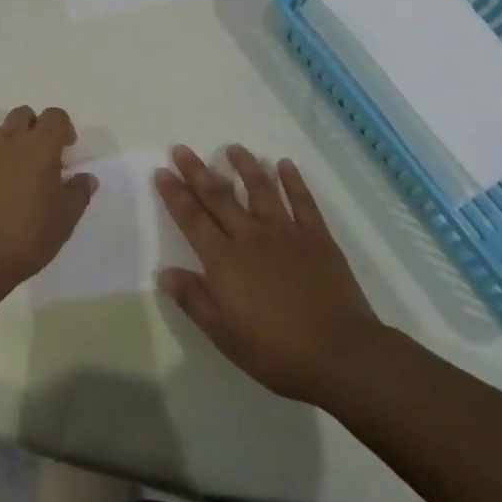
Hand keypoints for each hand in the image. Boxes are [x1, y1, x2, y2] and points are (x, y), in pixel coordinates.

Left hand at [0, 106, 94, 289]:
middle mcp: (6, 139)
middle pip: (22, 116)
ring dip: (4, 148)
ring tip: (6, 182)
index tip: (65, 150)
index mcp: (38, 146)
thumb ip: (78, 192)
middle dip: (32, 130)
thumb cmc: (24, 236)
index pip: (55, 116)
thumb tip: (86, 177)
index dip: (62, 129)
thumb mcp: (64, 220)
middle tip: (36, 161)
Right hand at [156, 145, 382, 404]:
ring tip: (233, 148)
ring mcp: (286, 232)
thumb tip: (164, 272)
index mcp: (225, 260)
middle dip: (197, 171)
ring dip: (245, 165)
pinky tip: (285, 164)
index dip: (175, 194)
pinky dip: (293, 180)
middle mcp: (251, 236)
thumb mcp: (224, 335)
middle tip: (181, 148)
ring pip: (261, 188)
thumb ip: (193, 300)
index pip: (192, 219)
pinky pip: (302, 200)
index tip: (162, 170)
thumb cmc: (276, 351)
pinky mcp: (317, 236)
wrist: (340, 354)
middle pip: (219, 196)